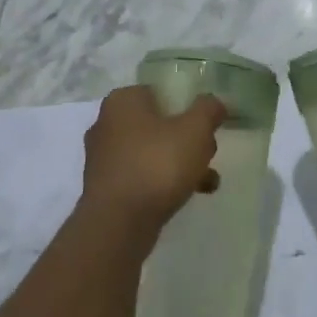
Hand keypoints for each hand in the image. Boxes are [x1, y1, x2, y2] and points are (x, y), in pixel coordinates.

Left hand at [82, 86, 225, 237]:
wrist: (118, 224)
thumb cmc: (157, 165)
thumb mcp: (195, 130)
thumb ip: (208, 109)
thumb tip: (214, 102)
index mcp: (123, 100)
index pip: (160, 92)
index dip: (187, 106)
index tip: (206, 125)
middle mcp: (107, 123)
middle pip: (158, 123)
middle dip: (186, 139)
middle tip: (208, 154)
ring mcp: (102, 157)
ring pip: (151, 151)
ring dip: (179, 163)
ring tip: (207, 181)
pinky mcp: (105, 188)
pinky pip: (141, 175)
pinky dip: (162, 182)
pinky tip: (189, 196)